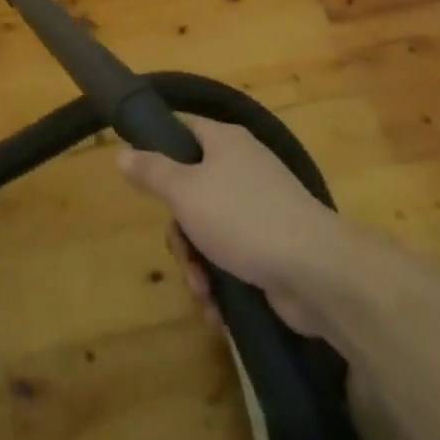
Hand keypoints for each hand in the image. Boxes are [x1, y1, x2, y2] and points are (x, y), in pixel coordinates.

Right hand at [119, 116, 343, 336]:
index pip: (183, 129)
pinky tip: (217, 310)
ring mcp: (260, 209)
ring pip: (209, 231)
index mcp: (224, 142)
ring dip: (198, 266)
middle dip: (180, 232)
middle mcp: (242, 169)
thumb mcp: (186, 192)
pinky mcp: (272, 249)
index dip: (159, 147)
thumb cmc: (244, 217)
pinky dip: (221, 284)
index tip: (143, 178)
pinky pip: (232, 259)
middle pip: (191, 190)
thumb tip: (122, 151)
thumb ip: (152, 172)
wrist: (317, 271)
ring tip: (202, 292)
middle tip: (182, 253)